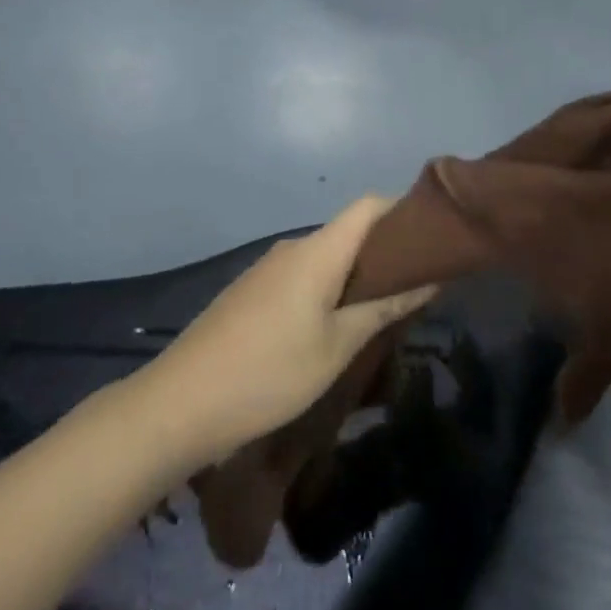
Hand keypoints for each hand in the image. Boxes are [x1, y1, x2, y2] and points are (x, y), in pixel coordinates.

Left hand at [141, 197, 437, 468]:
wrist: (179, 404)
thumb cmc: (269, 373)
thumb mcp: (336, 347)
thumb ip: (384, 308)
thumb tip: (430, 278)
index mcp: (318, 251)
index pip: (368, 205)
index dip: (402, 212)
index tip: (431, 239)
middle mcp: (292, 248)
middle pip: (348, 231)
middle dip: (384, 252)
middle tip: (415, 286)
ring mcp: (267, 268)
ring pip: (324, 257)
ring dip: (354, 275)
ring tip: (380, 311)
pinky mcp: (250, 291)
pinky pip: (300, 276)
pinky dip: (326, 289)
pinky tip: (332, 327)